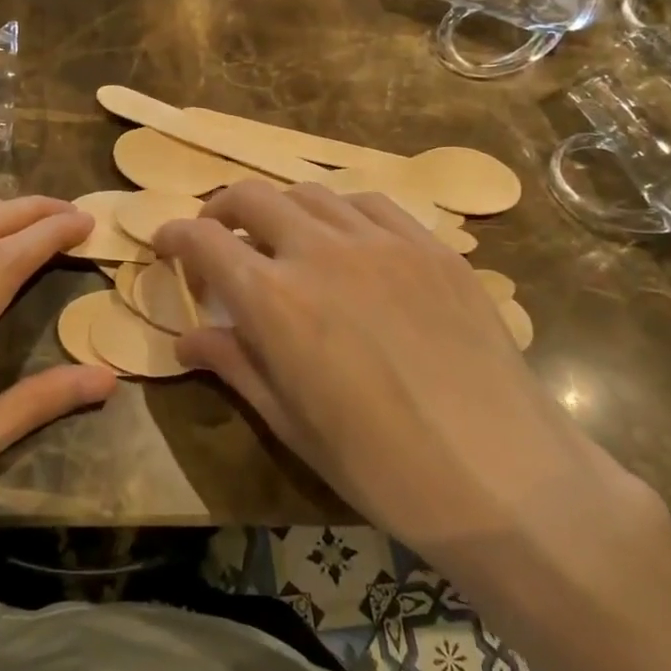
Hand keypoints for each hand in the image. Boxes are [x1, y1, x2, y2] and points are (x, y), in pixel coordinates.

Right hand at [155, 182, 663, 604]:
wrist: (504, 476)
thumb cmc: (383, 467)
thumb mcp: (292, 423)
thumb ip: (235, 364)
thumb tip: (187, 338)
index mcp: (276, 301)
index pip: (204, 241)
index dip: (175, 236)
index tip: (165, 243)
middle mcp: (322, 252)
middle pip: (252, 197)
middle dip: (220, 209)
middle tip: (216, 235)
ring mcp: (382, 241)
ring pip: (311, 194)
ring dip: (281, 208)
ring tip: (281, 239)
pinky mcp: (430, 246)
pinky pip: (370, 205)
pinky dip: (339, 212)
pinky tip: (345, 239)